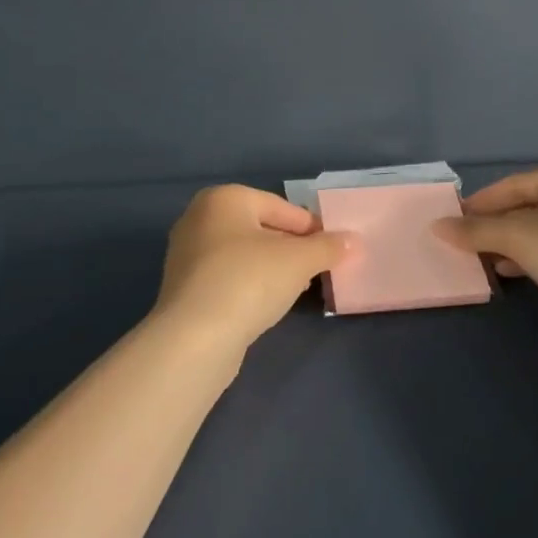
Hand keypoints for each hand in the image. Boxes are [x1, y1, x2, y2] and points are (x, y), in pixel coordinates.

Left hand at [153, 185, 350, 353]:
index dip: (311, 227)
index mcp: (223, 199)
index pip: (280, 207)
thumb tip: (352, 241)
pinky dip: (251, 285)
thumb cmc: (249, 281)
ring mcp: (187, 255)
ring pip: (244, 255)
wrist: (195, 338)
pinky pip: (228, 277)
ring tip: (299, 288)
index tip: (334, 248)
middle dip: (292, 247)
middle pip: (260, 228)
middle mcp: (200, 219)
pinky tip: (269, 304)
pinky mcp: (185, 288)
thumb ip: (328, 247)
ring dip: (273, 268)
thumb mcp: (299, 260)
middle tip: (319, 268)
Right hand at [433, 163, 537, 354]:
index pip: (515, 184)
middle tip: (464, 241)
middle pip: (528, 207)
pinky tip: (510, 272)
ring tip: (482, 259)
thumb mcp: (517, 236)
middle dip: (495, 225)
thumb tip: (437, 226)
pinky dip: (530, 259)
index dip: (481, 202)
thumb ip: (475, 230)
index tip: (453, 219)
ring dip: (510, 244)